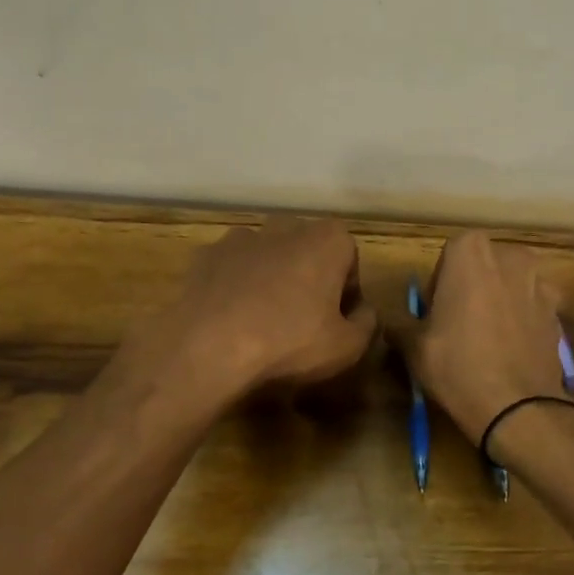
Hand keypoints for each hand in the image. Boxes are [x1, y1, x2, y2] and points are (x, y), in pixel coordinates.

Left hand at [130, 216, 376, 404]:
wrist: (208, 348)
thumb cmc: (290, 342)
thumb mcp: (347, 346)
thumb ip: (367, 323)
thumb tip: (363, 312)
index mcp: (328, 240)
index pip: (349, 258)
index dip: (346, 290)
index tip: (337, 318)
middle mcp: (286, 226)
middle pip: (307, 248)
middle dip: (309, 274)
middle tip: (304, 317)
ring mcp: (241, 237)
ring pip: (267, 254)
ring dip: (271, 276)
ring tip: (263, 318)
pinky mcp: (206, 255)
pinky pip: (231, 267)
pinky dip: (234, 284)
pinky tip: (230, 317)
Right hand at [391, 231, 569, 444]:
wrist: (518, 407)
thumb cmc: (457, 365)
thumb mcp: (414, 347)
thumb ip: (402, 326)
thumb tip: (392, 326)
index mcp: (470, 252)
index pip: (448, 255)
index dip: (440, 283)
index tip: (436, 312)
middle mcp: (509, 256)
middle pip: (484, 264)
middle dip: (472, 286)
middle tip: (459, 323)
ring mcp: (540, 281)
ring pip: (512, 283)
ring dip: (500, 299)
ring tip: (488, 337)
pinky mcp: (558, 310)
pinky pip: (533, 306)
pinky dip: (523, 319)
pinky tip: (512, 350)